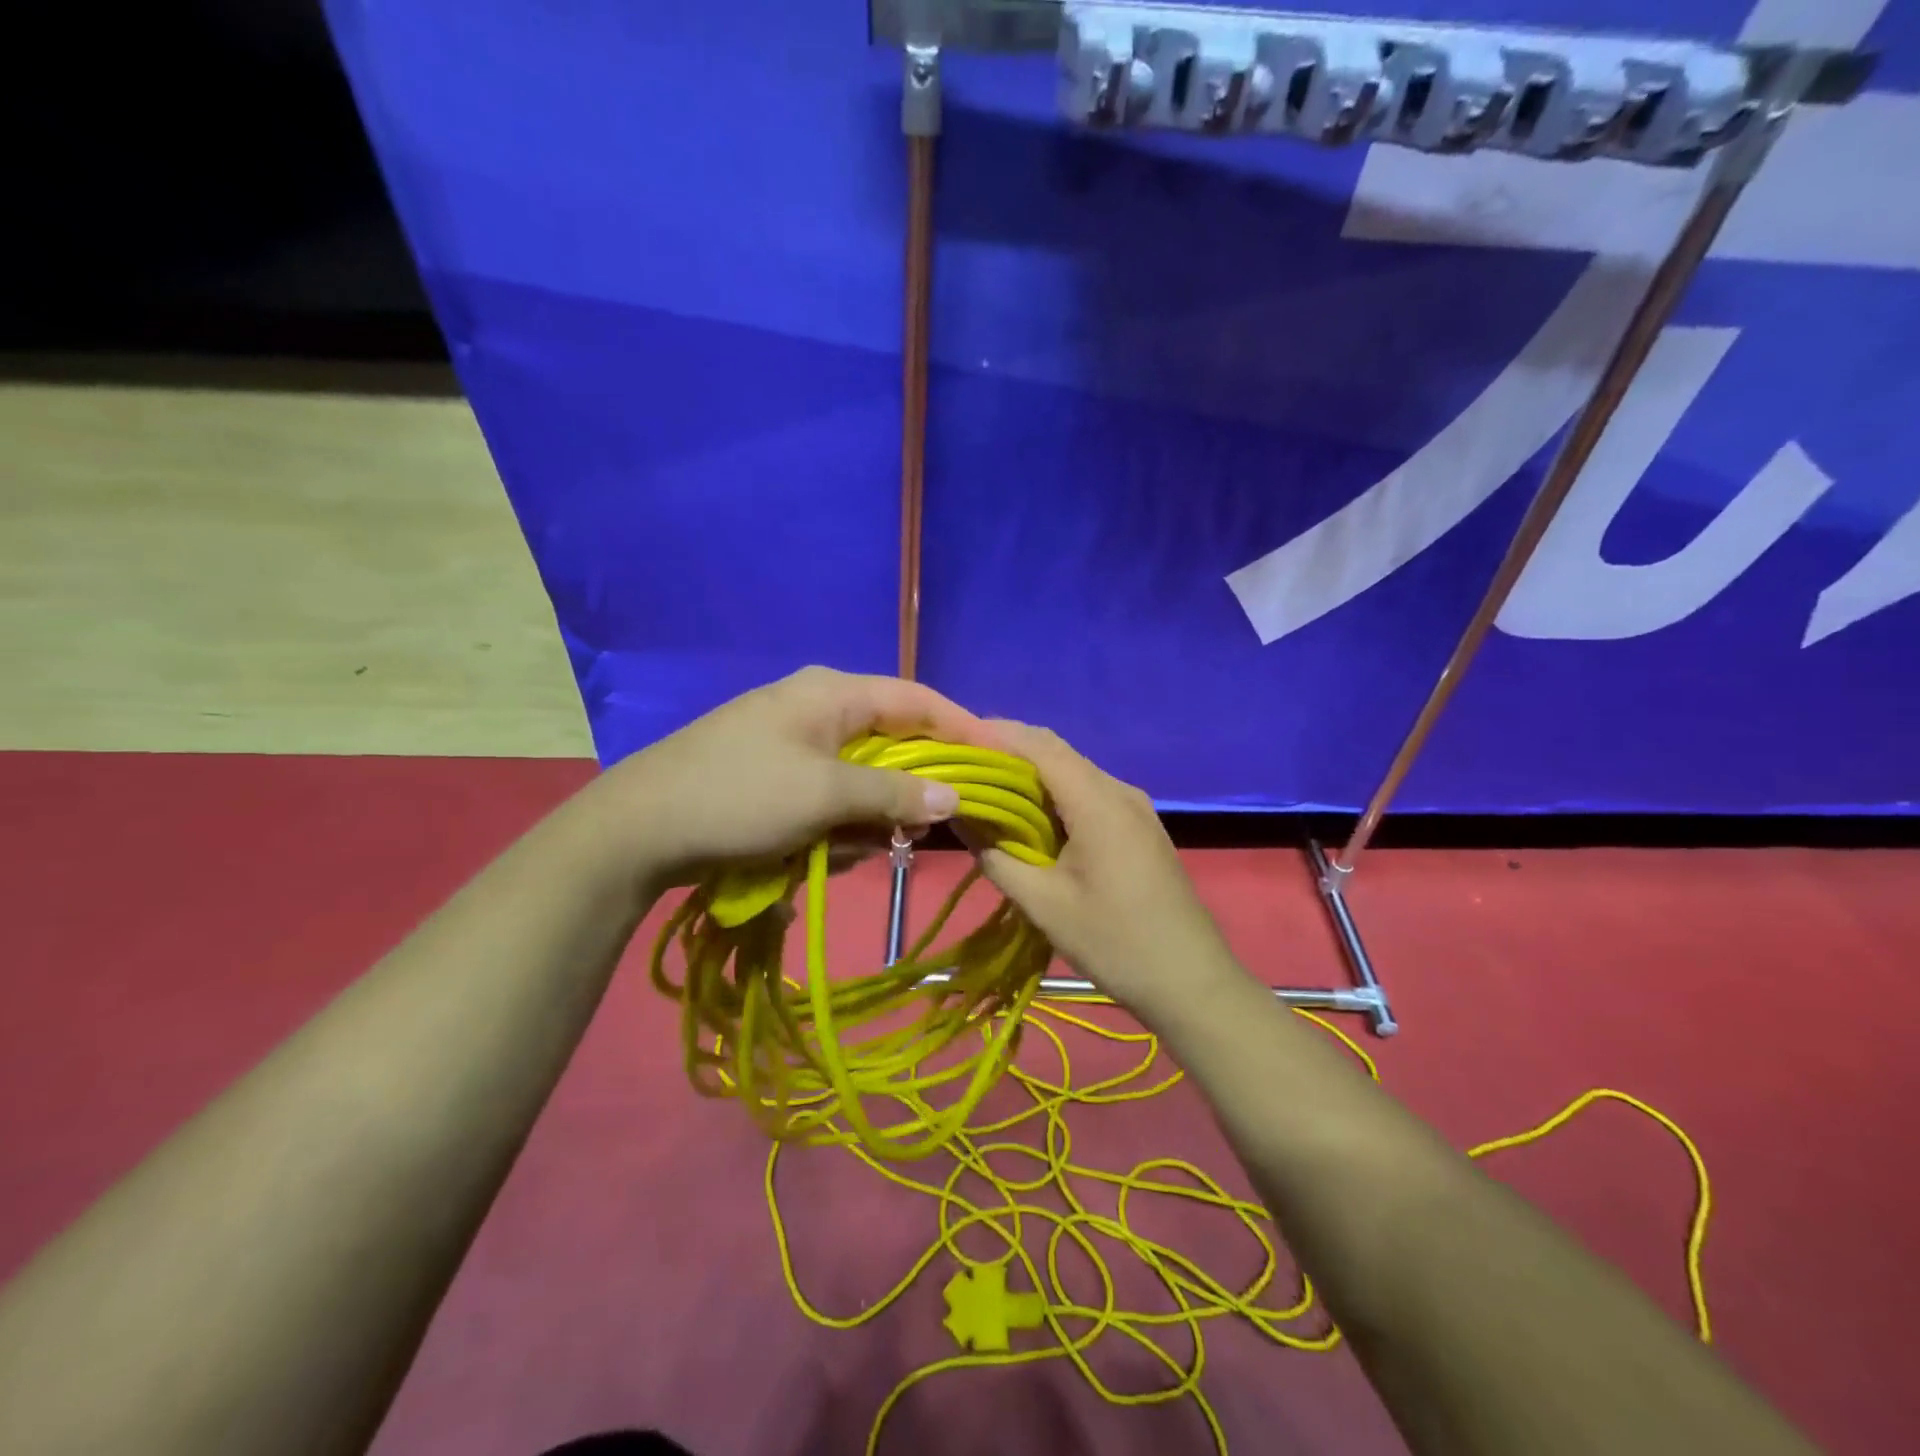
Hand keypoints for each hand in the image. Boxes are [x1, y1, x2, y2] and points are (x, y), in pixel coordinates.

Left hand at [589, 666, 991, 884]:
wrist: (636, 828)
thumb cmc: (739, 796)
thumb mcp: (825, 794)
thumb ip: (894, 792)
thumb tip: (955, 796)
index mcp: (833, 691)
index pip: (919, 699)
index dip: (963, 728)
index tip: (999, 762)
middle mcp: (818, 705)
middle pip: (892, 739)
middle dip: (910, 786)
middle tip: (931, 827)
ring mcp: (793, 739)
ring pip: (861, 773)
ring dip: (870, 813)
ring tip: (858, 848)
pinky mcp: (775, 773)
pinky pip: (829, 793)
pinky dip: (836, 821)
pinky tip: (818, 852)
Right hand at [975, 722, 1243, 1020]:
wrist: (1192, 982)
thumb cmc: (1115, 942)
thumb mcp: (1044, 904)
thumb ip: (998, 856)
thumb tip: (961, 818)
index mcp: (1098, 802)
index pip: (1039, 746)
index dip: (996, 735)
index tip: (955, 740)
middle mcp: (1119, 791)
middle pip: (1057, 753)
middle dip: (1008, 753)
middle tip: (963, 767)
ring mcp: (1134, 808)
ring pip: (1073, 773)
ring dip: (1031, 776)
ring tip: (986, 790)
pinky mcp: (1139, 827)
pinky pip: (1089, 794)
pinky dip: (1054, 796)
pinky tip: (1029, 818)